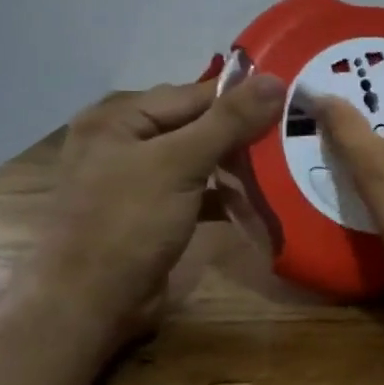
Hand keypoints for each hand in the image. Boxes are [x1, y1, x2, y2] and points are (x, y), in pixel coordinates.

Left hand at [33, 75, 284, 333]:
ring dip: (237, 164)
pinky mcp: (152, 212)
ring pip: (200, 158)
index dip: (243, 98)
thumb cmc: (128, 223)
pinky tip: (258, 199)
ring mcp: (137, 179)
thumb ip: (229, 120)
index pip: (194, 94)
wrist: (89, 305)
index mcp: (119, 117)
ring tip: (285, 163)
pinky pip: (196, 190)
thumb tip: (277, 79)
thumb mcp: (179, 164)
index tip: (293, 102)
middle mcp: (124, 140)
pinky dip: (224, 193)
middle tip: (293, 134)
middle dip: (243, 133)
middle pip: (197, 124)